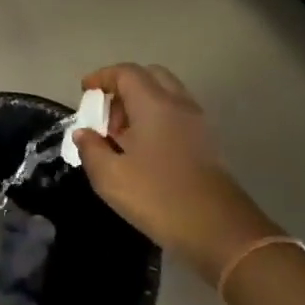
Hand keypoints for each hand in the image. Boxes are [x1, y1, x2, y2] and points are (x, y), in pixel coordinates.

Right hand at [72, 63, 276, 279]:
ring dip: (141, 104)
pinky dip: (157, 119)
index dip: (102, 77)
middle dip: (123, 87)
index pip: (126, 73)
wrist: (220, 231)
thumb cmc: (159, 197)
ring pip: (166, 95)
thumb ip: (91, 149)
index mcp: (154, 104)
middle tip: (106, 114)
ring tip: (121, 136)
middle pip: (150, 76)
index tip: (84, 91)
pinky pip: (177, 115)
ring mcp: (198, 123)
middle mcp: (179, 104)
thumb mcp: (110, 177)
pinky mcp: (207, 143)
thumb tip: (84, 133)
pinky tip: (143, 150)